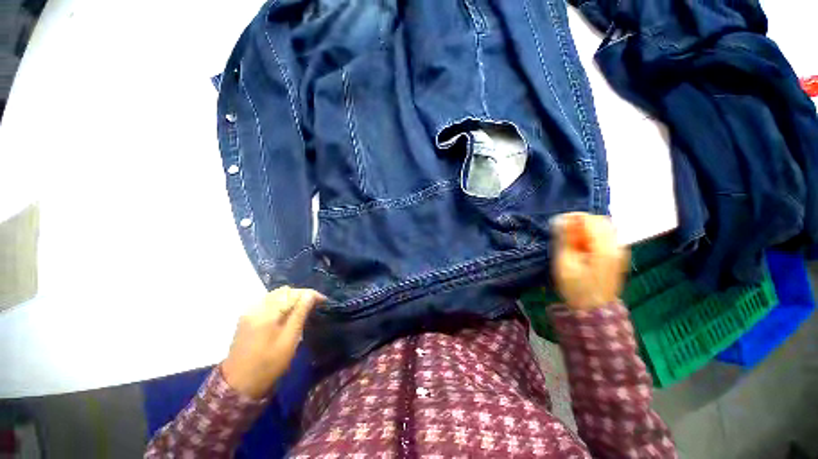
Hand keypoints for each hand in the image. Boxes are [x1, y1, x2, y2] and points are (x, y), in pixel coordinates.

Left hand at [221, 286, 325, 398]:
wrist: (238, 385)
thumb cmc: (268, 364)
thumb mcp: (289, 340)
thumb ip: (300, 313)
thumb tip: (311, 295)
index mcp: (267, 312)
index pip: (294, 293)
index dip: (311, 294)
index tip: (324, 301)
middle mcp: (257, 307)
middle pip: (284, 292)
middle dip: (301, 295)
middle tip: (314, 305)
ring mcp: (249, 312)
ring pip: (276, 295)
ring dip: (291, 299)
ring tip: (303, 309)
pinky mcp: (246, 318)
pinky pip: (268, 302)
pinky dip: (281, 303)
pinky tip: (287, 314)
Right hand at [551, 212, 628, 309]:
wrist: (594, 309)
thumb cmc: (576, 287)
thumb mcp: (565, 263)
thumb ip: (565, 239)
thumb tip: (562, 219)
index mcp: (604, 248)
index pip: (592, 220)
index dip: (574, 217)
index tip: (559, 222)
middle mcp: (617, 246)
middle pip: (601, 221)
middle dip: (581, 222)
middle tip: (566, 231)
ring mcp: (620, 251)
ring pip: (605, 227)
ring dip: (587, 228)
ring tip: (573, 240)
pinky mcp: (617, 255)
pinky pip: (607, 236)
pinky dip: (593, 235)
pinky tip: (583, 246)